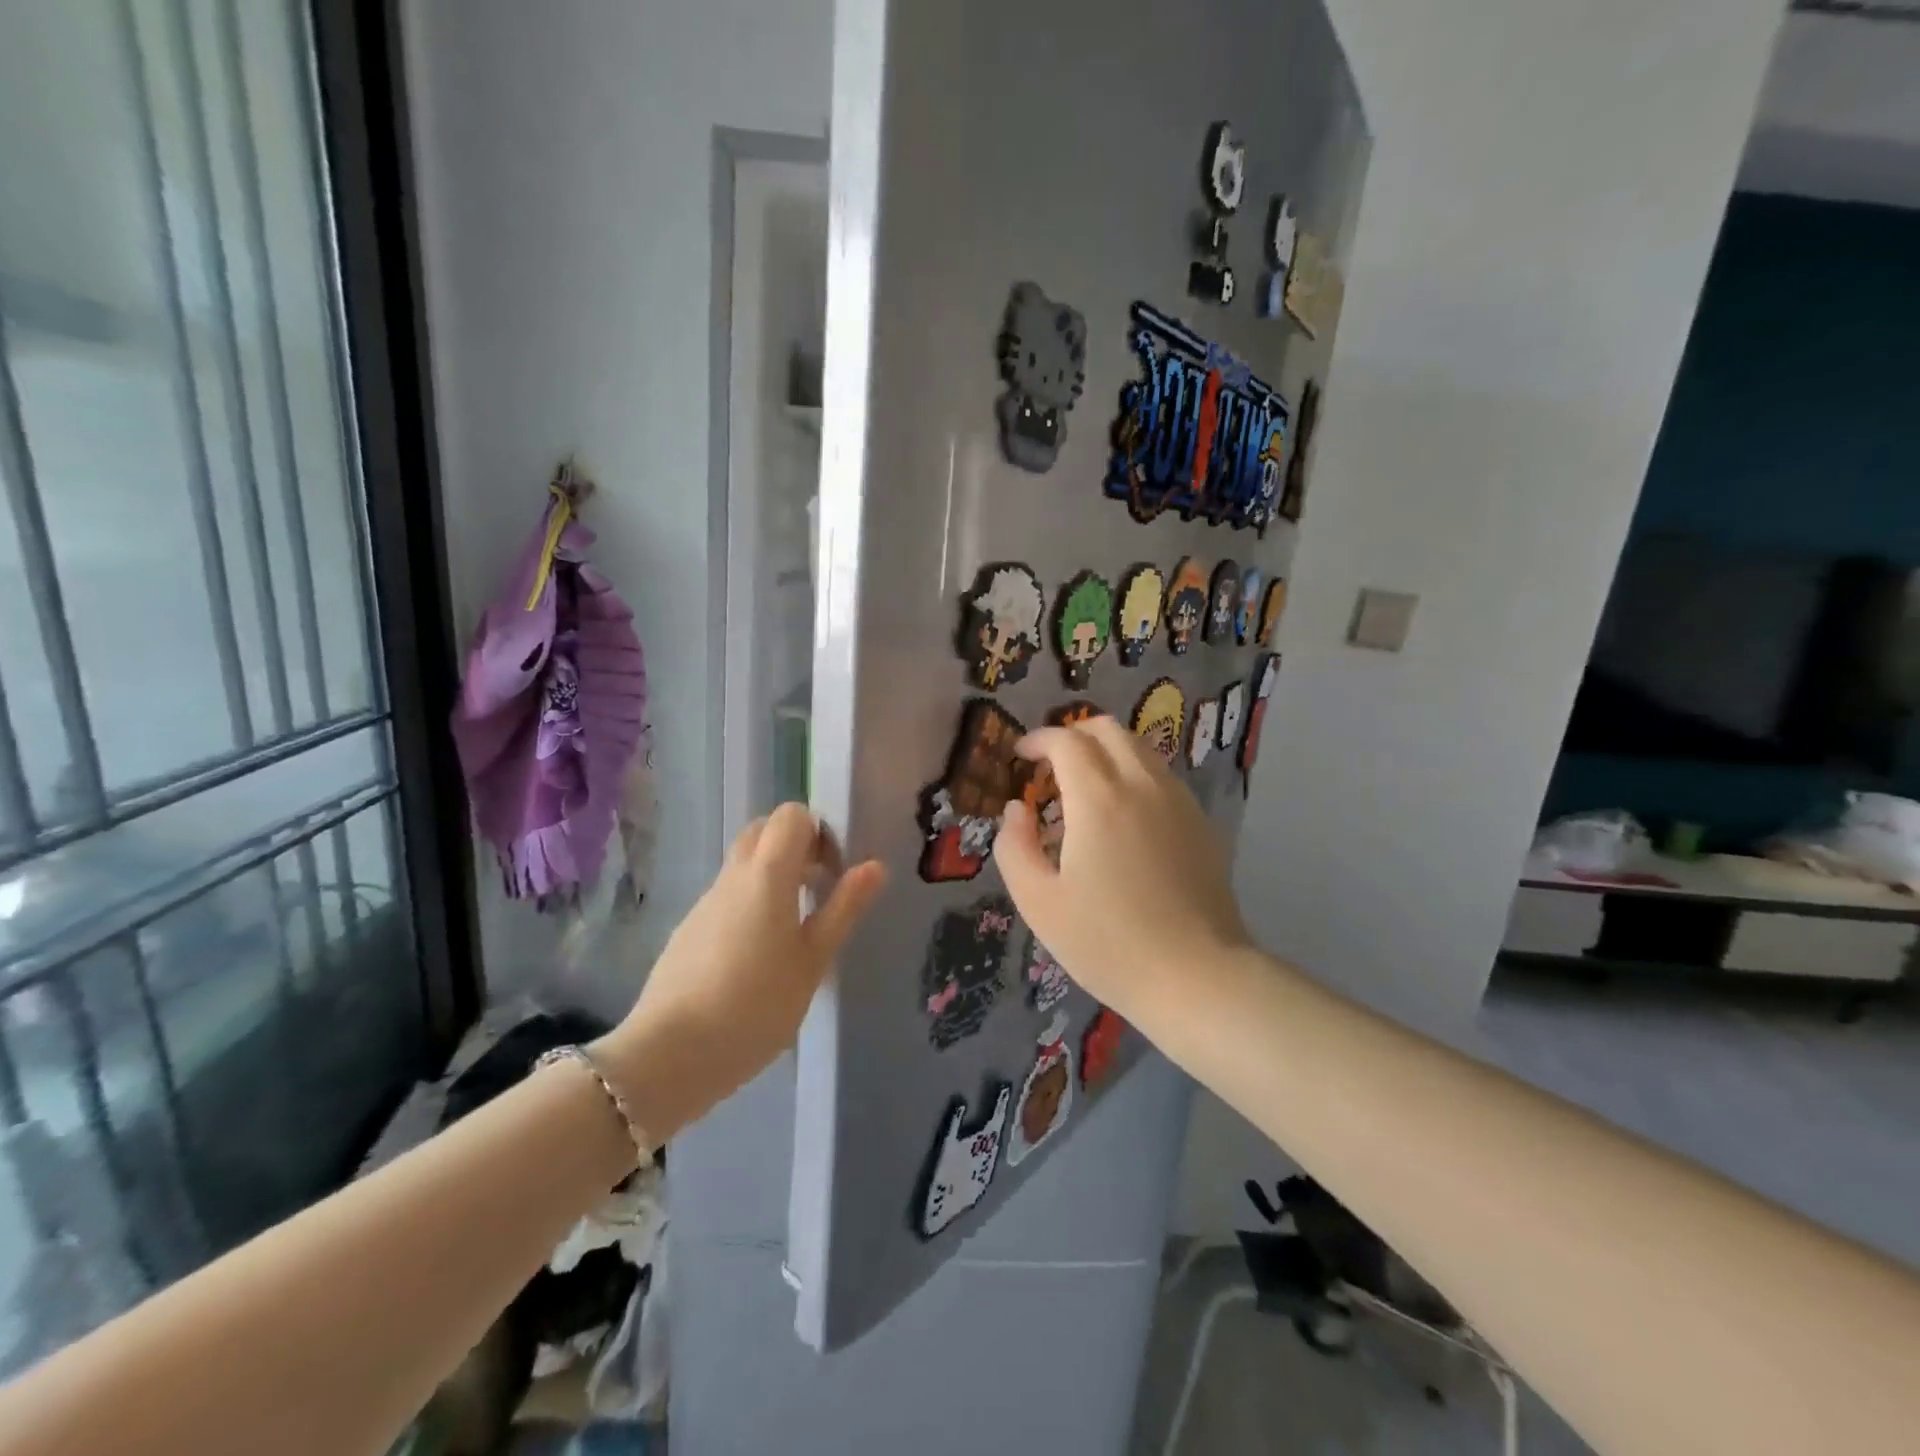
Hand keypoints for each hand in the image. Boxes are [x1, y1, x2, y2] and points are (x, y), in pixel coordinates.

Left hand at [595, 803, 885, 1138]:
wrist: (669, 1054)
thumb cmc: (756, 1005)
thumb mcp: (813, 960)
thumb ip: (844, 908)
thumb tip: (875, 865)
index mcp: (766, 874)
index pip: (791, 815)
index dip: (819, 833)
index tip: (833, 873)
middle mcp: (732, 876)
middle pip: (763, 831)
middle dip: (796, 848)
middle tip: (817, 891)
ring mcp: (705, 903)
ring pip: (744, 866)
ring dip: (774, 879)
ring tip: (794, 932)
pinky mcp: (688, 930)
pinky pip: (727, 898)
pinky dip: (750, 906)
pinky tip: (758, 959)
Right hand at [993, 715, 1251, 1019]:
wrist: (1195, 975)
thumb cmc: (1107, 942)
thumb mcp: (1039, 902)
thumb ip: (1014, 847)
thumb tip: (1016, 810)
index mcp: (1099, 798)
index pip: (1066, 740)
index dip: (1038, 740)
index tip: (1021, 757)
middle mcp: (1142, 784)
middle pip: (1107, 729)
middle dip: (1072, 735)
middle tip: (1051, 767)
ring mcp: (1178, 800)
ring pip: (1139, 748)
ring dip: (1105, 752)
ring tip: (1085, 790)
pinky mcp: (1200, 822)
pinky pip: (1161, 775)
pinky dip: (1133, 774)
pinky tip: (1123, 816)